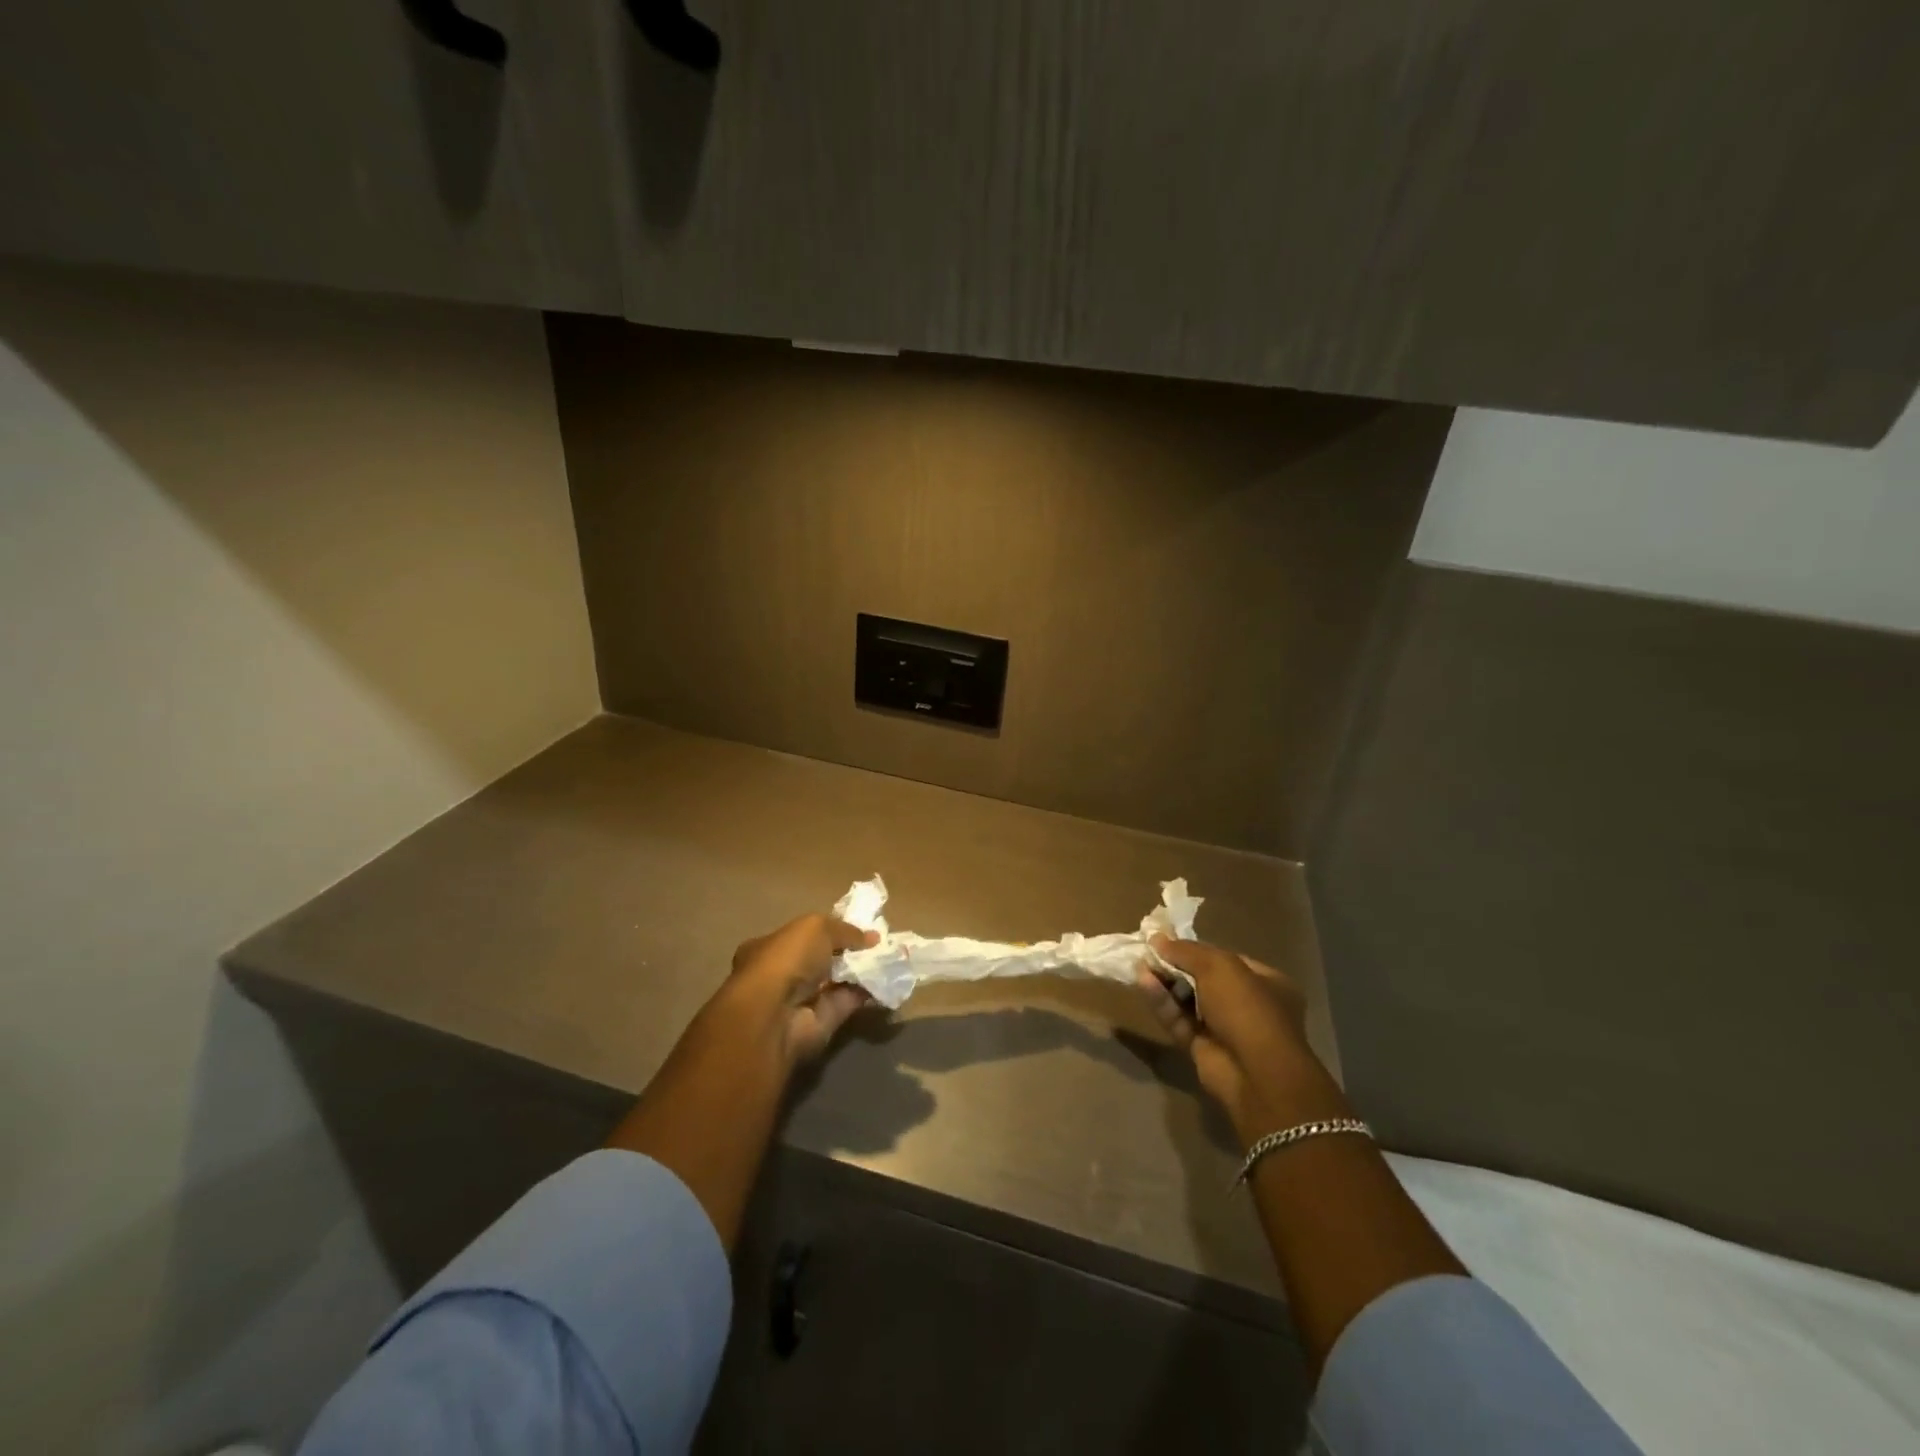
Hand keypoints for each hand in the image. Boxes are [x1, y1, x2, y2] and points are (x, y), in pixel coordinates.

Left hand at [728, 913, 877, 1065]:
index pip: (801, 936)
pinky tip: (888, 979)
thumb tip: (872, 937)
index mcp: (769, 947)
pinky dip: (868, 991)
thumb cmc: (787, 960)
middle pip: (820, 960)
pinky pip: (848, 1002)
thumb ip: (845, 930)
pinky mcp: (820, 1023)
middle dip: (847, 952)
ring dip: (860, 971)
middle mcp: (781, 974)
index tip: (857, 928)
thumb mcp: (816, 927)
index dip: (829, 930)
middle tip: (878, 943)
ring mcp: (800, 1001)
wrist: (776, 1016)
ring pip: (836, 981)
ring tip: (889, 957)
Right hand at [1134, 937, 1336, 1143]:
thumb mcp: (1218, 966)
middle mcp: (1247, 1005)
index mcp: (1265, 982)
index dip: (1195, 949)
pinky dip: (1162, 1003)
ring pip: (1188, 1001)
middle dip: (1175, 966)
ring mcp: (1225, 1029)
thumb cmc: (1246, 1008)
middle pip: (1203, 979)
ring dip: (1165, 983)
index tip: (1166, 940)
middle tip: (1148, 952)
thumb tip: (1157, 938)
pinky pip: (1179, 1021)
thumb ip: (1186, 950)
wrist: (1255, 1074)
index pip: (1225, 959)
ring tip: (1140, 964)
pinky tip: (1143, 983)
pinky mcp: (1203, 1049)